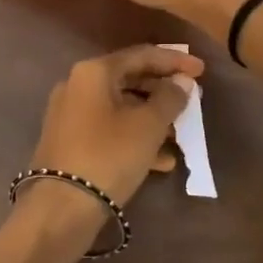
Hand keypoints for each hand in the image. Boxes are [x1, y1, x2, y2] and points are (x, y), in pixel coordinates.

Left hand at [27, 45, 203, 211]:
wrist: (60, 208)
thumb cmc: (108, 156)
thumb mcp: (148, 126)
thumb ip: (169, 99)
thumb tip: (181, 82)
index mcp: (93, 72)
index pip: (141, 55)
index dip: (174, 61)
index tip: (202, 70)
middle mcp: (77, 86)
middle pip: (129, 79)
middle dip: (162, 91)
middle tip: (191, 100)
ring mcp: (70, 115)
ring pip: (120, 108)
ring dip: (152, 118)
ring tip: (181, 134)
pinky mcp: (70, 142)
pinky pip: (109, 130)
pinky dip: (134, 138)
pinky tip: (161, 161)